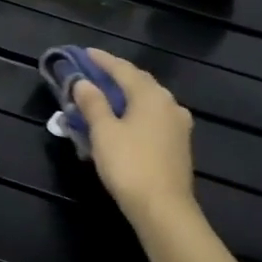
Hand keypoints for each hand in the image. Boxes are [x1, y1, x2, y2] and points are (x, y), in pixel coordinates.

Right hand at [71, 49, 197, 225]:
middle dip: (115, 76)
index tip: (85, 53)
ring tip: (106, 96)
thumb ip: (93, 103)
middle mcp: (169, 104)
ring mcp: (178, 125)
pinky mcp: (178, 144)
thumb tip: (82, 83)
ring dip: (126, 95)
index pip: (123, 69)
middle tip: (93, 73)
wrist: (163, 208)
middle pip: (139, 82)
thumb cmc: (129, 165)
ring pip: (148, 101)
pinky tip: (124, 120)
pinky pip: (153, 118)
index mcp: (151, 96)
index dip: (102, 60)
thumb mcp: (103, 132)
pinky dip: (135, 112)